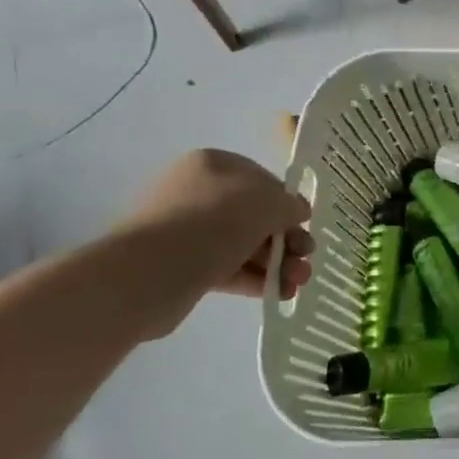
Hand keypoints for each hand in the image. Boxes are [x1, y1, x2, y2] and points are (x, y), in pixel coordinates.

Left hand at [114, 150, 311, 337]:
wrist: (151, 272)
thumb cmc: (214, 222)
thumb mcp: (267, 203)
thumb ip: (290, 204)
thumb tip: (298, 212)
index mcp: (214, 166)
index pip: (263, 181)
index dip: (288, 203)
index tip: (306, 224)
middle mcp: (198, 193)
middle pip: (256, 215)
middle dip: (287, 239)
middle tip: (307, 258)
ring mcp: (188, 231)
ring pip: (244, 244)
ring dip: (276, 262)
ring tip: (298, 283)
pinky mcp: (184, 266)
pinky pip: (228, 267)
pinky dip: (255, 278)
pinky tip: (279, 293)